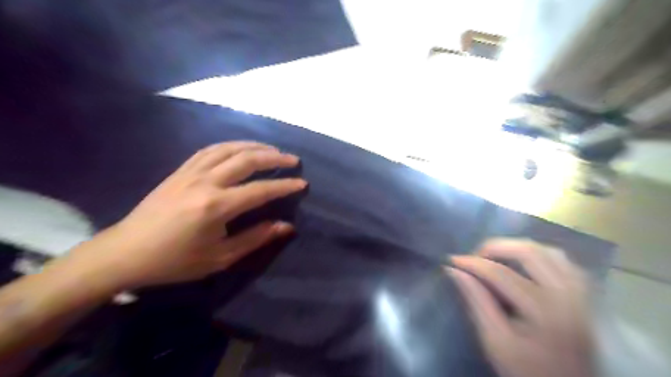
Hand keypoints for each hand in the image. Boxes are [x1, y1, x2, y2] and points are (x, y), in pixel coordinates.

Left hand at [63, 142, 306, 287]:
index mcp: (216, 206)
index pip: (260, 190)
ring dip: (254, 146)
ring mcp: (191, 172)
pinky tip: (240, 149)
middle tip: (292, 159)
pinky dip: (231, 145)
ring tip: (272, 150)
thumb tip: (286, 227)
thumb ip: (255, 238)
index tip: (302, 183)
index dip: (284, 186)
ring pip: (229, 149)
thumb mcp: (220, 258)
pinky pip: (210, 150)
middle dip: (274, 158)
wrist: (126, 252)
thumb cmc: (175, 260)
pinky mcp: (180, 170)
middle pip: (247, 159)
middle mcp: (206, 182)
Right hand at [448, 240, 594, 376]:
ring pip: (548, 251)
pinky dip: (539, 255)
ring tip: (496, 257)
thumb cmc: (526, 370)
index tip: (452, 260)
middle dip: (495, 247)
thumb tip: (453, 270)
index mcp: (543, 311)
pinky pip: (563, 261)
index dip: (473, 263)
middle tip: (475, 257)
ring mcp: (580, 294)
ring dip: (517, 247)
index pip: (501, 274)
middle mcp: (567, 296)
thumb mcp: (494, 340)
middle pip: (529, 252)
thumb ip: (476, 301)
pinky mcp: (584, 296)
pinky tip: (524, 263)